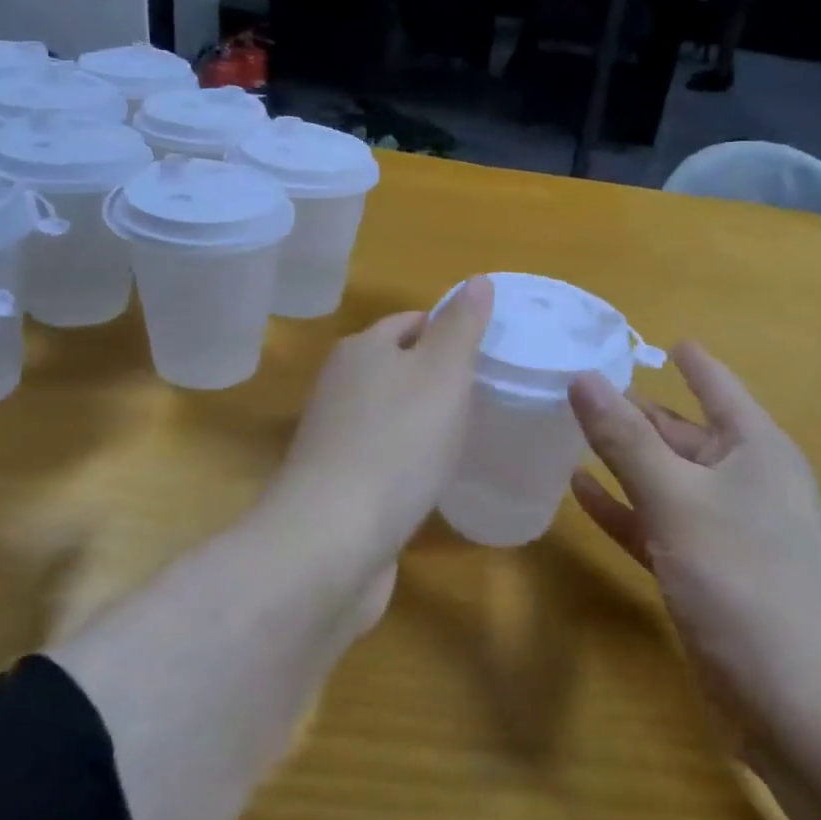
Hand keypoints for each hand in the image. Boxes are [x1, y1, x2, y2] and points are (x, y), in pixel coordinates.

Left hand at [262, 277, 492, 570]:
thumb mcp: (443, 372)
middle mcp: (340, 385)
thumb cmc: (397, 443)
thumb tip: (478, 280)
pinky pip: (383, 455)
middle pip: (397, 366)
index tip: (487, 352)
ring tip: (466, 434)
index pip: (411, 321)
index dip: (449, 330)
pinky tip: (432, 477)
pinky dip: (408, 458)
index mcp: (362, 349)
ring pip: (390, 412)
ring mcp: (334, 437)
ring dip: (423, 419)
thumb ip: (462, 326)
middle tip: (484, 394)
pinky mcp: (337, 483)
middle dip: (437, 375)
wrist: (333, 539)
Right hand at [568, 342, 820, 754]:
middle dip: (633, 410)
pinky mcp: (707, 572)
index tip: (651, 337)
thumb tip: (582, 377)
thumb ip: (625, 440)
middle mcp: (745, 481)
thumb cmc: (746, 583)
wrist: (803, 710)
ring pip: (665, 478)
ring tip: (568, 429)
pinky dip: (624, 508)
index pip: (716, 385)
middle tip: (575, 385)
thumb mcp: (678, 501)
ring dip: (622, 459)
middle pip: (681, 431)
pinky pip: (658, 524)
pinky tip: (580, 491)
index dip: (687, 359)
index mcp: (756, 448)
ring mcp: (726, 529)